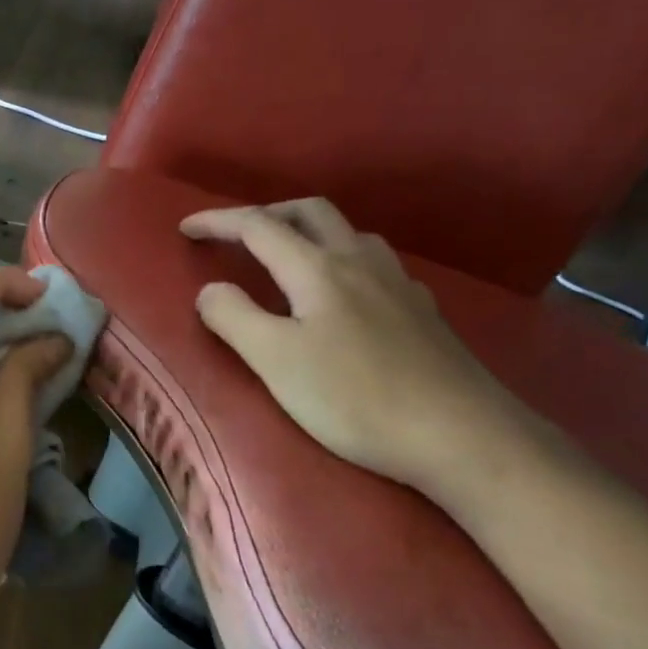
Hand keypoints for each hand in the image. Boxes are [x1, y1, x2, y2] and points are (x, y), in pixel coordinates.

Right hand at [182, 198, 537, 496]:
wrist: (461, 436)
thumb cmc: (356, 398)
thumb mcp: (276, 361)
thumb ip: (233, 317)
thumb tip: (210, 290)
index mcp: (318, 269)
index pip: (258, 226)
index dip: (218, 221)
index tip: (185, 227)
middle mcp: (360, 262)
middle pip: (310, 212)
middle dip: (267, 213)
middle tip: (238, 235)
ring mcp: (399, 284)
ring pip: (349, 234)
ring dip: (310, 233)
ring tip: (289, 260)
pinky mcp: (423, 312)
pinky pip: (376, 266)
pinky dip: (344, 263)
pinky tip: (347, 297)